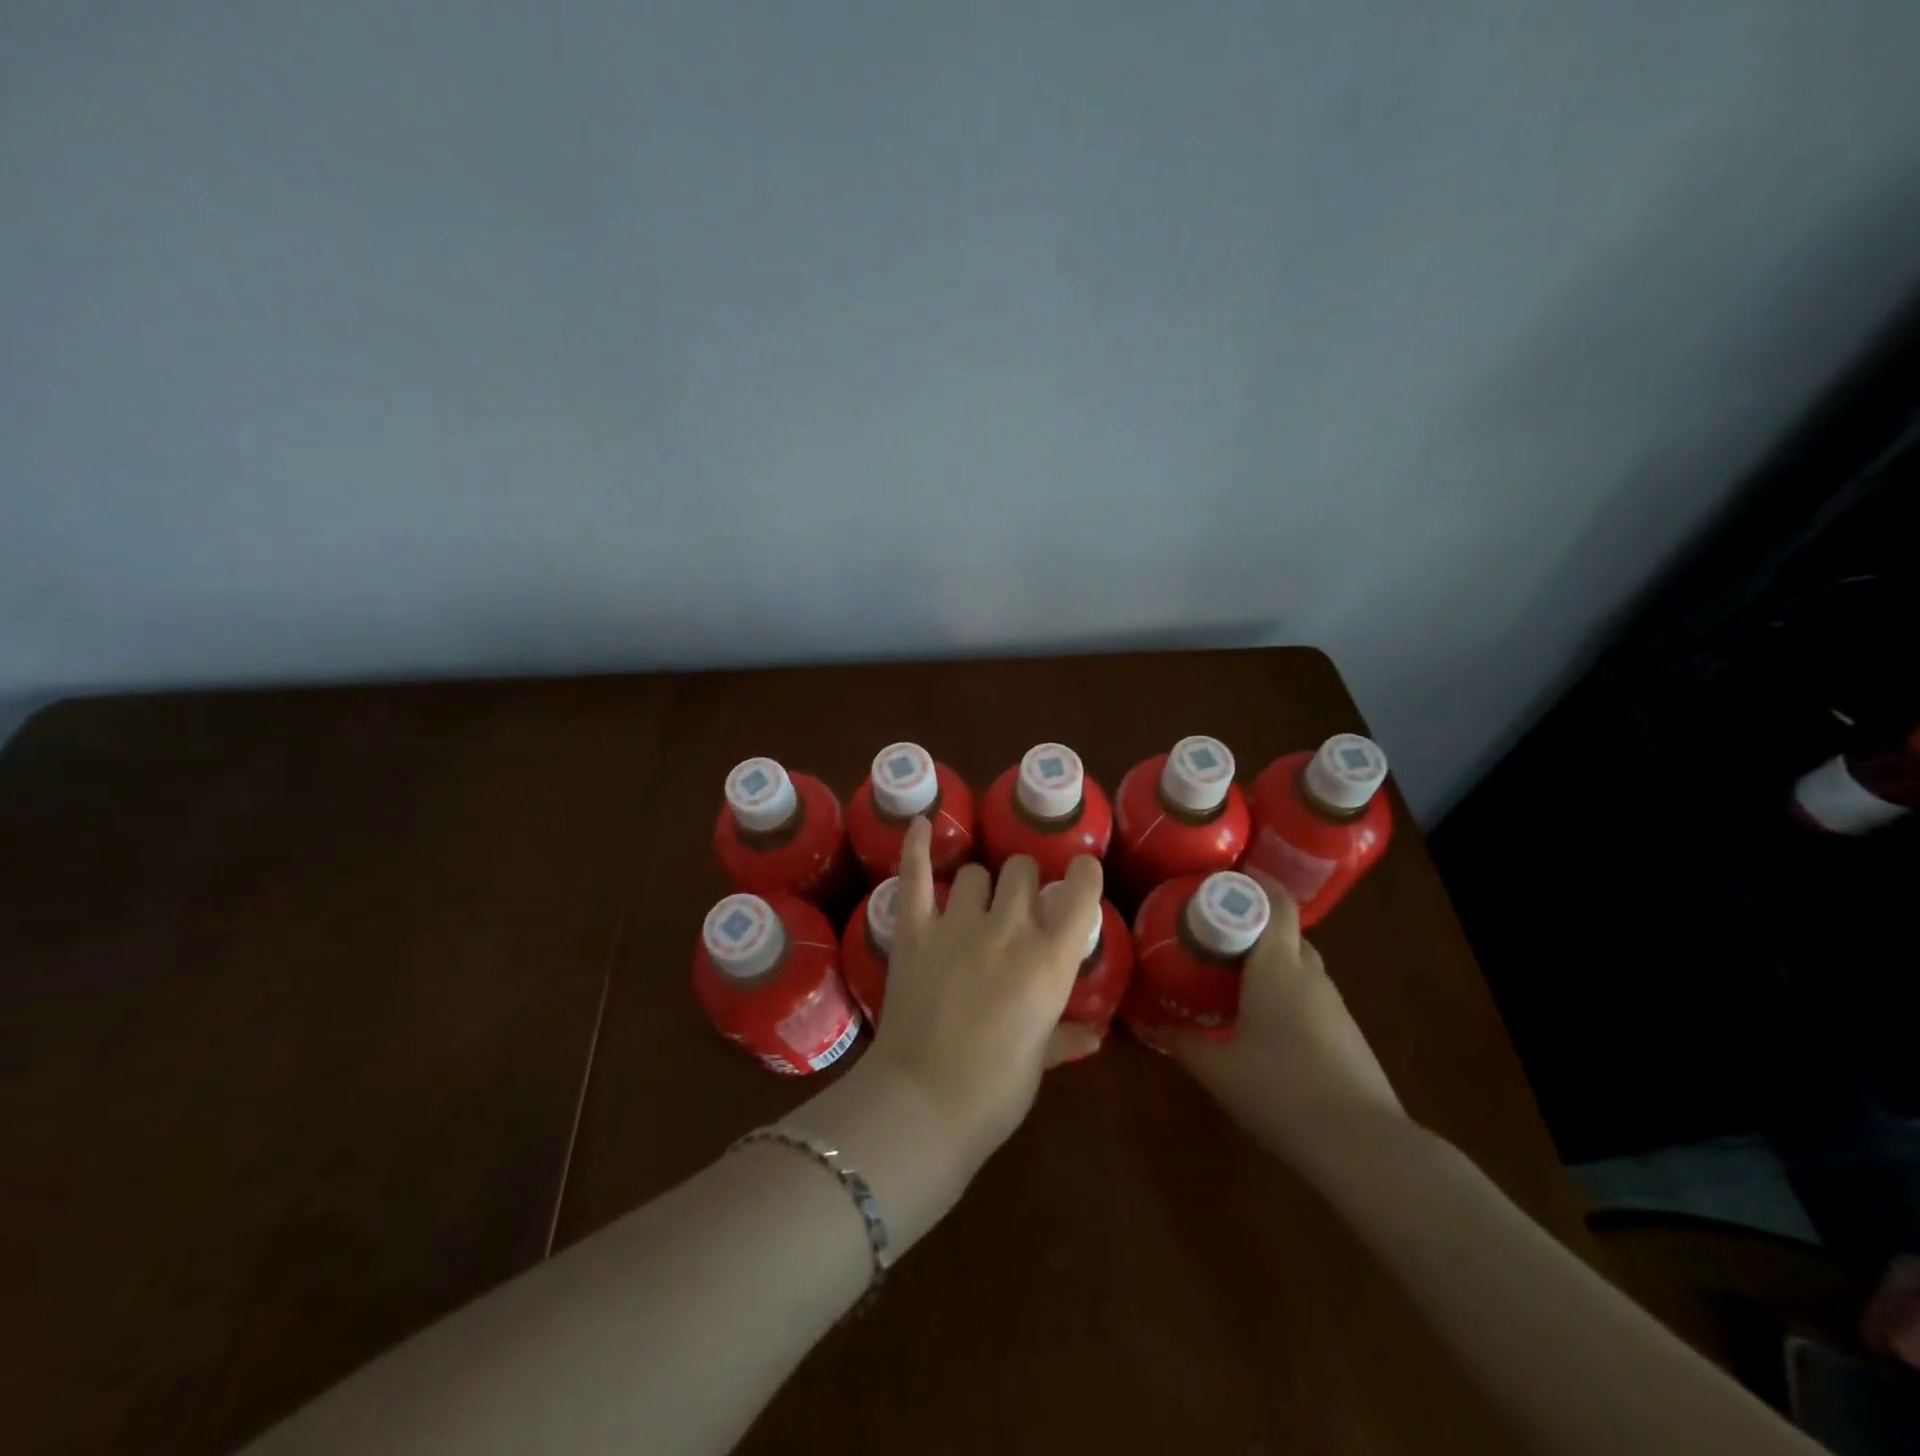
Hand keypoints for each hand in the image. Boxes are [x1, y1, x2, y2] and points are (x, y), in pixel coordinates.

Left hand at [865, 817, 1104, 1169]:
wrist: (922, 1104)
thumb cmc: (994, 1092)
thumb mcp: (1040, 1063)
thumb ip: (1066, 1037)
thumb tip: (1094, 1035)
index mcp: (1050, 961)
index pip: (1080, 891)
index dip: (1082, 874)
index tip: (1078, 874)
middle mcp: (1009, 929)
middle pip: (1021, 870)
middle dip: (1023, 882)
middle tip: (1017, 908)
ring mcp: (957, 924)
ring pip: (976, 872)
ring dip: (980, 884)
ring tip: (974, 905)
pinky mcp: (914, 929)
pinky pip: (915, 874)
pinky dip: (915, 845)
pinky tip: (919, 822)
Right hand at [1168, 883, 1403, 1162]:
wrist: (1364, 1147)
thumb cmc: (1281, 1092)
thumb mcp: (1217, 1069)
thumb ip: (1183, 1041)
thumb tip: (1155, 1025)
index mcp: (1278, 967)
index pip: (1275, 903)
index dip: (1253, 884)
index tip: (1221, 881)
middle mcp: (1310, 975)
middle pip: (1286, 932)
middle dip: (1253, 926)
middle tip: (1214, 937)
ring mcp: (1334, 1005)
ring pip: (1300, 965)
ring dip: (1270, 962)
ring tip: (1233, 980)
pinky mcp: (1347, 1034)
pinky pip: (1311, 995)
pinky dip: (1287, 993)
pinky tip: (1266, 1024)